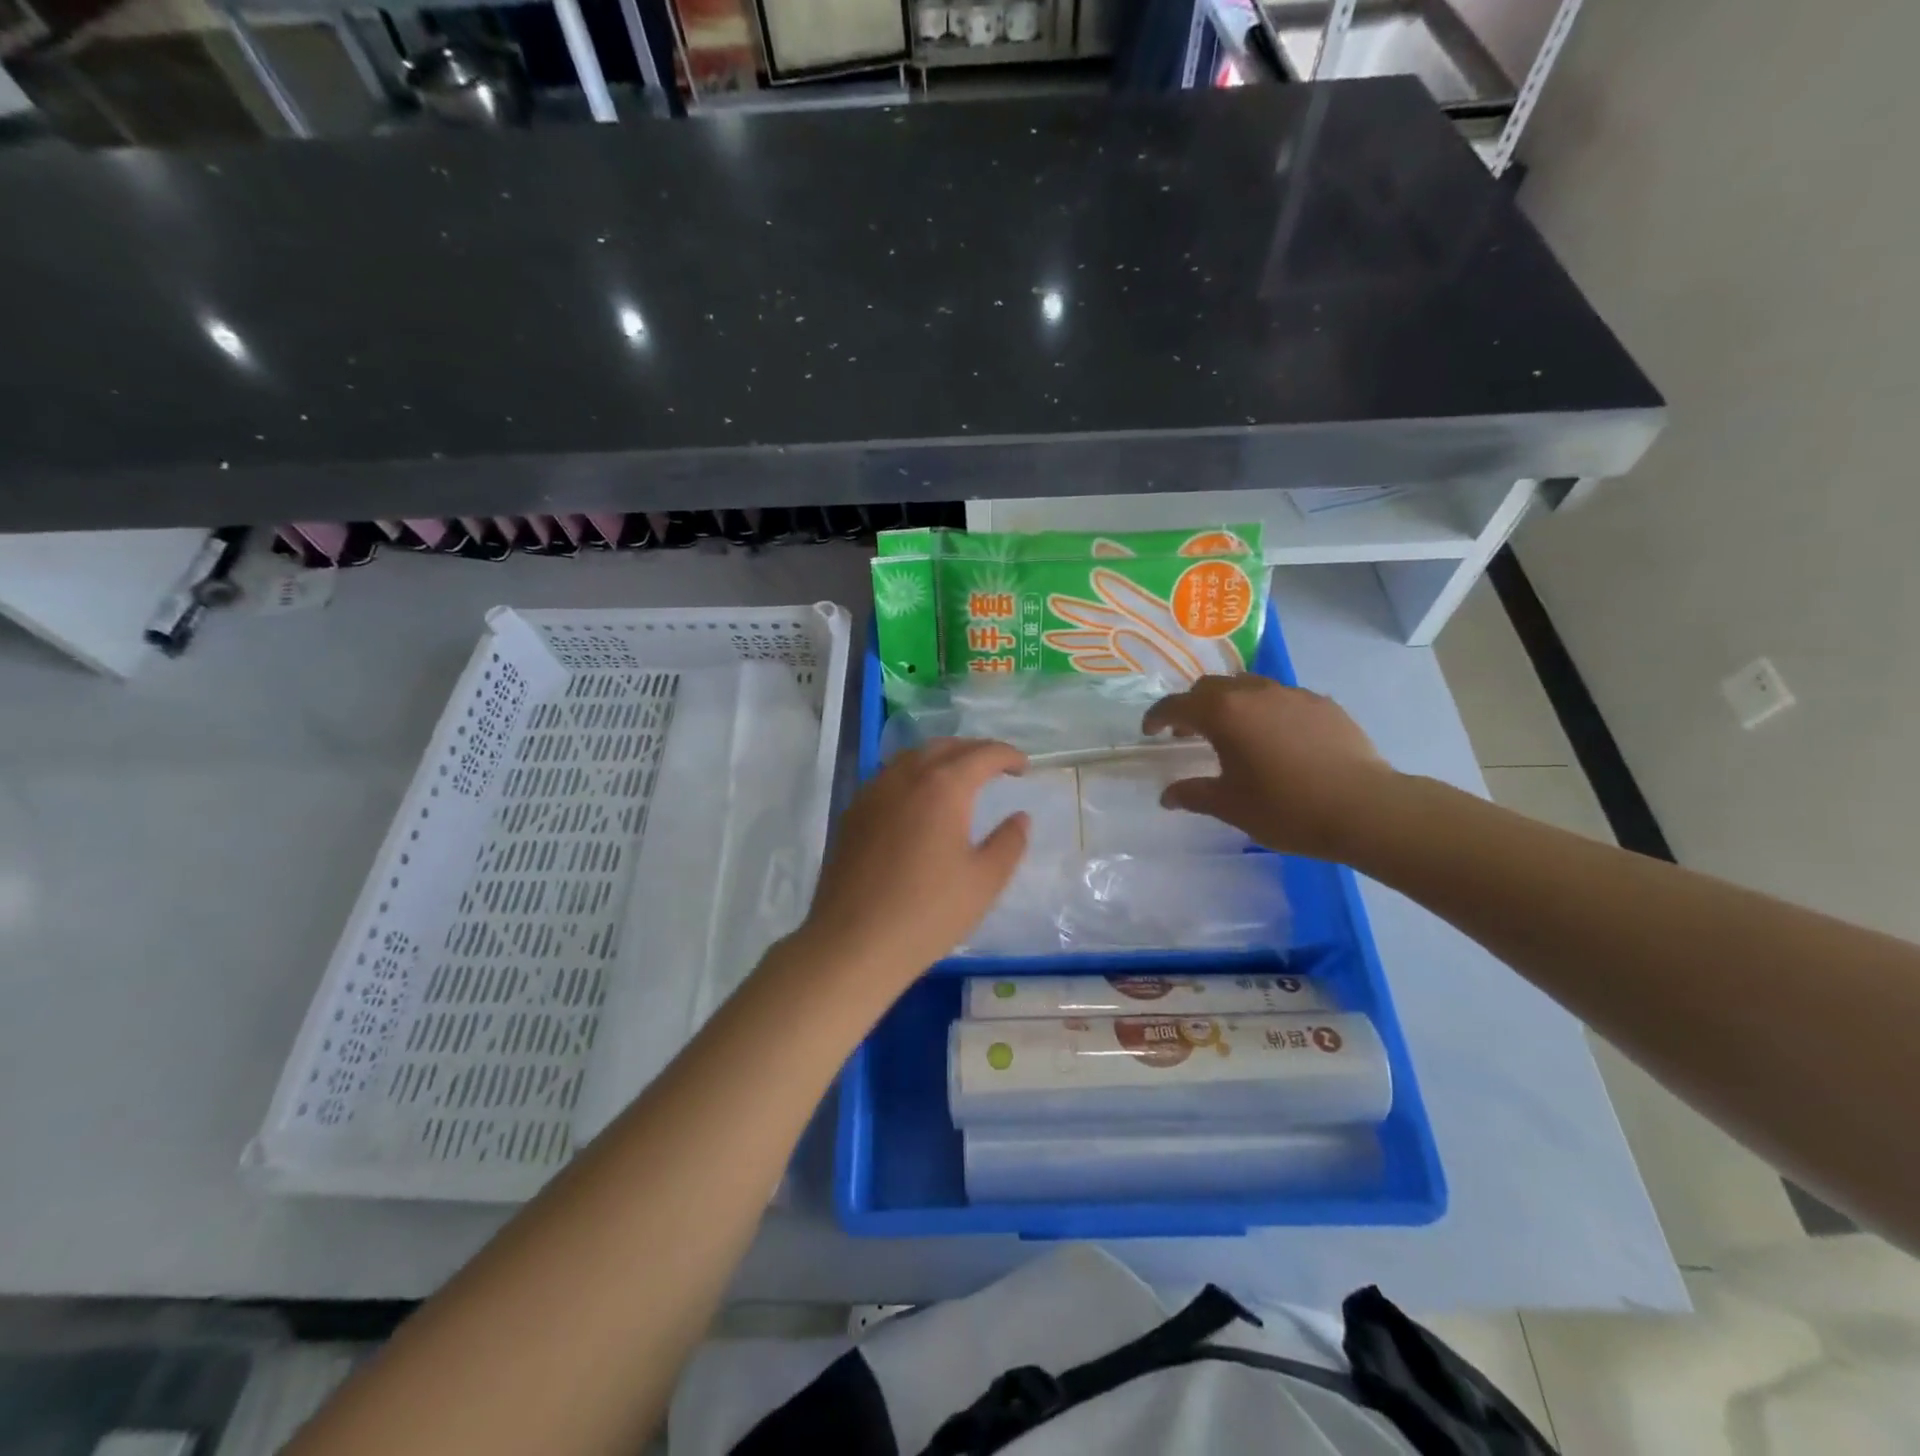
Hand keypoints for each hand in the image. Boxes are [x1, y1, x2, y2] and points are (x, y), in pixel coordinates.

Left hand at [794, 739, 1030, 991]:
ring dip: (941, 758)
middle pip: (944, 747)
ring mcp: (873, 792)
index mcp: (943, 787)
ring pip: (911, 757)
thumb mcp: (984, 881)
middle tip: (996, 768)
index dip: (1008, 756)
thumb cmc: (928, 913)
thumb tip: (1019, 818)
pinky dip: (913, 775)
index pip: (982, 755)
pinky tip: (919, 801)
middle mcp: (905, 777)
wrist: (853, 943)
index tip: (1024, 767)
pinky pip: (888, 777)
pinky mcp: (852, 813)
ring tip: (959, 778)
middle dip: (974, 751)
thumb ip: (1008, 842)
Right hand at [1142, 675, 1397, 860]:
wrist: (1364, 808)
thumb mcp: (1230, 806)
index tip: (1150, 732)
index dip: (1157, 717)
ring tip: (1233, 732)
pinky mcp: (1323, 704)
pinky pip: (1282, 698)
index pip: (1177, 705)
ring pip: (1248, 686)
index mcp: (1224, 713)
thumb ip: (1194, 795)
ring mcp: (1292, 694)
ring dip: (1230, 704)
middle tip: (1188, 733)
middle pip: (1211, 687)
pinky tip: (1276, 739)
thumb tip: (1168, 796)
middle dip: (1193, 706)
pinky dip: (1266, 710)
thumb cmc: (1286, 808)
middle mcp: (1255, 693)